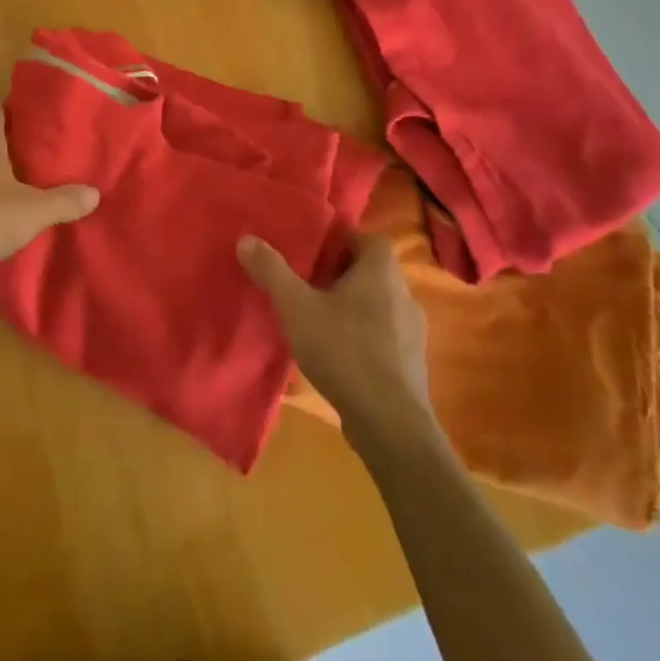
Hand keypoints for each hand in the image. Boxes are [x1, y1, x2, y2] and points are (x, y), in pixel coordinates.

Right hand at [237, 233, 436, 448]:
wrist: (390, 422)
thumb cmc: (344, 351)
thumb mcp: (297, 308)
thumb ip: (272, 272)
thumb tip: (246, 239)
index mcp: (381, 270)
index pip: (366, 237)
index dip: (338, 241)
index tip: (310, 253)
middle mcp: (404, 292)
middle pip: (370, 270)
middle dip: (339, 274)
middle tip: (306, 283)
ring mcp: (413, 329)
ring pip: (378, 303)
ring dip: (351, 306)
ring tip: (318, 319)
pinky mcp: (412, 361)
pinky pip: (384, 334)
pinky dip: (363, 335)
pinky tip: (337, 353)